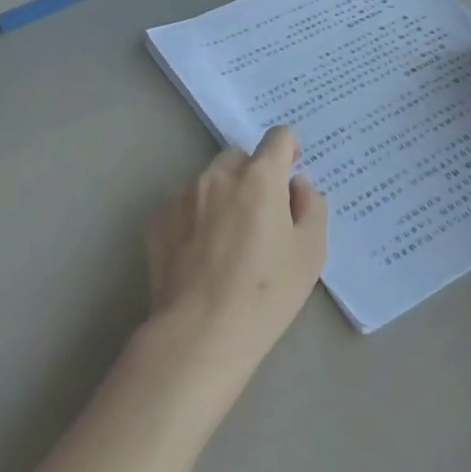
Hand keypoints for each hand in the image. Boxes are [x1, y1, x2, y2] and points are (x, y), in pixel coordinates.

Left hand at [143, 127, 328, 390]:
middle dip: (253, 175)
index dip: (288, 150)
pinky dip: (195, 216)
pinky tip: (200, 254)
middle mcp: (218, 175)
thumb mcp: (311, 252)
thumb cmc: (266, 294)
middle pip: (240, 157)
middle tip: (260, 216)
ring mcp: (182, 195)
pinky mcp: (157, 219)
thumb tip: (297, 186)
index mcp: (260, 177)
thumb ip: (312, 206)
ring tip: (227, 240)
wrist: (199, 334)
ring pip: (210, 180)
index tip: (289, 173)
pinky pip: (184, 204)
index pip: (278, 137)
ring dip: (223, 195)